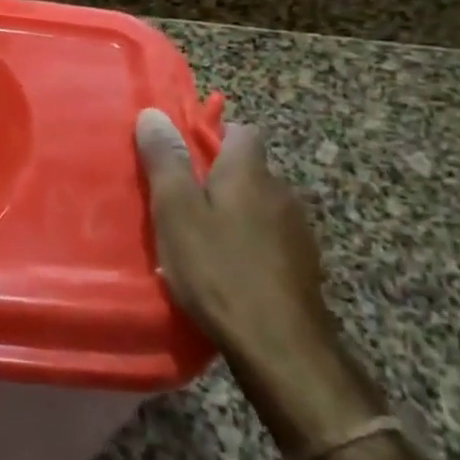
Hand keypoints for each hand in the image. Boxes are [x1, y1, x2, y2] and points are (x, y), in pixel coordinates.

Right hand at [136, 112, 382, 449]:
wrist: (280, 346)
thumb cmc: (218, 268)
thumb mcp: (176, 211)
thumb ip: (165, 161)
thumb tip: (153, 113)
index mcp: (250, 172)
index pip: (241, 131)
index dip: (213, 136)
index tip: (184, 156)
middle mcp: (281, 192)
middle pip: (249, 170)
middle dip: (220, 179)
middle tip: (183, 203)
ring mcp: (299, 231)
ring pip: (260, 207)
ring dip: (237, 214)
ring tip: (204, 240)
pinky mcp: (305, 267)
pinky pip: (271, 240)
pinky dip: (251, 245)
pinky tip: (231, 271)